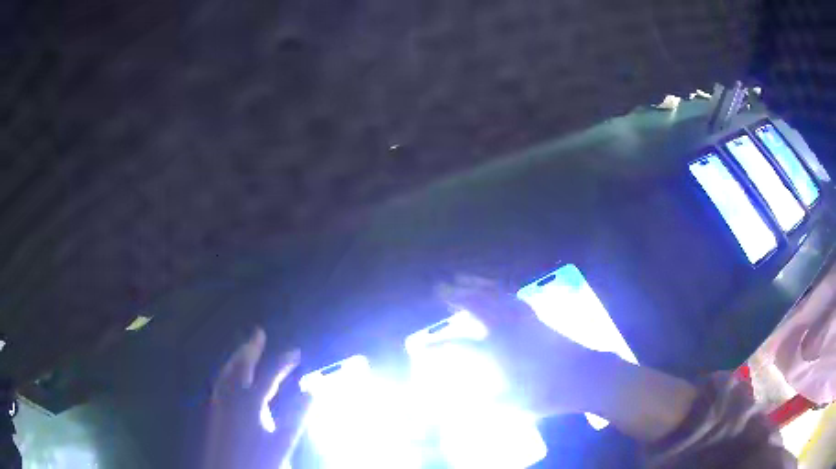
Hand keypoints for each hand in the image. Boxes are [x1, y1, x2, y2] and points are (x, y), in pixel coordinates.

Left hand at [203, 328, 309, 468]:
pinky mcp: (211, 413)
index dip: (283, 362)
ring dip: (236, 358)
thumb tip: (311, 393)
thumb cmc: (257, 462)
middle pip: (240, 366)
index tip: (296, 352)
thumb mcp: (282, 444)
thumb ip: (296, 418)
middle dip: (250, 348)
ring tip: (243, 348)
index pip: (269, 376)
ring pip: (225, 372)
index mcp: (250, 404)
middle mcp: (229, 398)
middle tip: (259, 332)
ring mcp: (217, 404)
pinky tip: (227, 376)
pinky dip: (225, 372)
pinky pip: (217, 383)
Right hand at [437, 275, 598, 416]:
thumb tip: (456, 405)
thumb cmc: (547, 394)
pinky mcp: (536, 317)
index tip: (419, 349)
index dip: (436, 348)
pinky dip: (499, 289)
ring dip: (476, 285)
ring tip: (461, 278)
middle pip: (477, 306)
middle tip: (439, 287)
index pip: (458, 347)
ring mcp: (522, 319)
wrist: (584, 377)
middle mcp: (506, 329)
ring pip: (495, 294)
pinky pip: (512, 296)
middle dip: (455, 296)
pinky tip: (495, 288)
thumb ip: (481, 403)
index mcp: (497, 351)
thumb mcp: (512, 405)